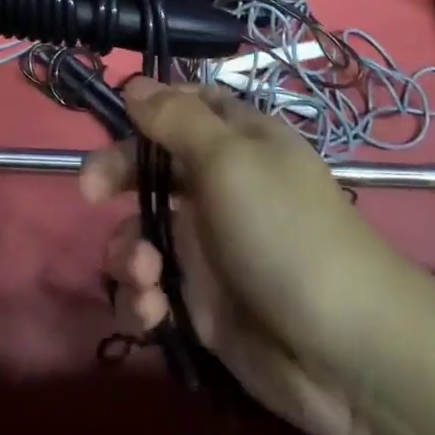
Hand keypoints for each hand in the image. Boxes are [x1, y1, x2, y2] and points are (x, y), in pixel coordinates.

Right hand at [82, 80, 434, 434]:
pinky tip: (152, 312)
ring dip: (128, 251)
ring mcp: (208, 247)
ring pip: (142, 231)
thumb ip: (175, 119)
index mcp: (235, 142)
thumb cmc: (284, 232)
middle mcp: (219, 188)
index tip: (112, 119)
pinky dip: (142, 298)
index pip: (183, 107)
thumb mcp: (229, 159)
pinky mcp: (201, 303)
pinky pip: (151, 289)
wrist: (346, 352)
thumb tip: (133, 83)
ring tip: (144, 275)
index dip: (146, 109)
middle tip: (88, 191)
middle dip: (115, 176)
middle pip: (150, 167)